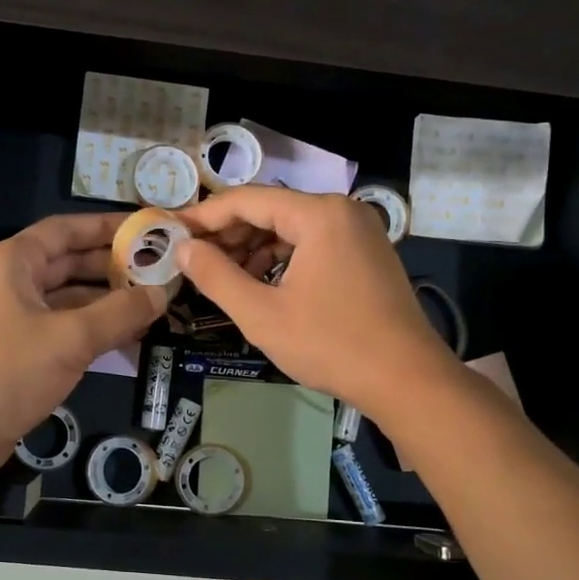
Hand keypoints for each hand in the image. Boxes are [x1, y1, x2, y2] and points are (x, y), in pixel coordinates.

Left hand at [0, 213, 169, 478]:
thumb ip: (120, 312)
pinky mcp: (20, 350)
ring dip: (108, 301)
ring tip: (154, 303)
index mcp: (13, 263)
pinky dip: (94, 329)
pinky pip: (64, 328)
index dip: (105, 227)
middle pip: (69, 262)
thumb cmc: (9, 371)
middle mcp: (12, 283)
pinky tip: (130, 337)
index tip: (145, 230)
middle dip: (113, 266)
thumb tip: (161, 293)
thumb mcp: (71, 337)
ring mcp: (15, 317)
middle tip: (159, 270)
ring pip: (70, 298)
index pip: (65, 230)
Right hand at [175, 187, 453, 419]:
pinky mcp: (367, 255)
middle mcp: (342, 211)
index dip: (204, 216)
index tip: (171, 233)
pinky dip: (283, 260)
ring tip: (222, 277)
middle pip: (271, 210)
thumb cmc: (331, 344)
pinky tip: (261, 285)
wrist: (406, 379)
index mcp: (319, 214)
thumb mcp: (262, 313)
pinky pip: (313, 245)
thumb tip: (183, 249)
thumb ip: (216, 276)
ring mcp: (360, 232)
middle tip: (193, 260)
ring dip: (254, 249)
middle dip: (229, 235)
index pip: (247, 200)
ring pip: (292, 229)